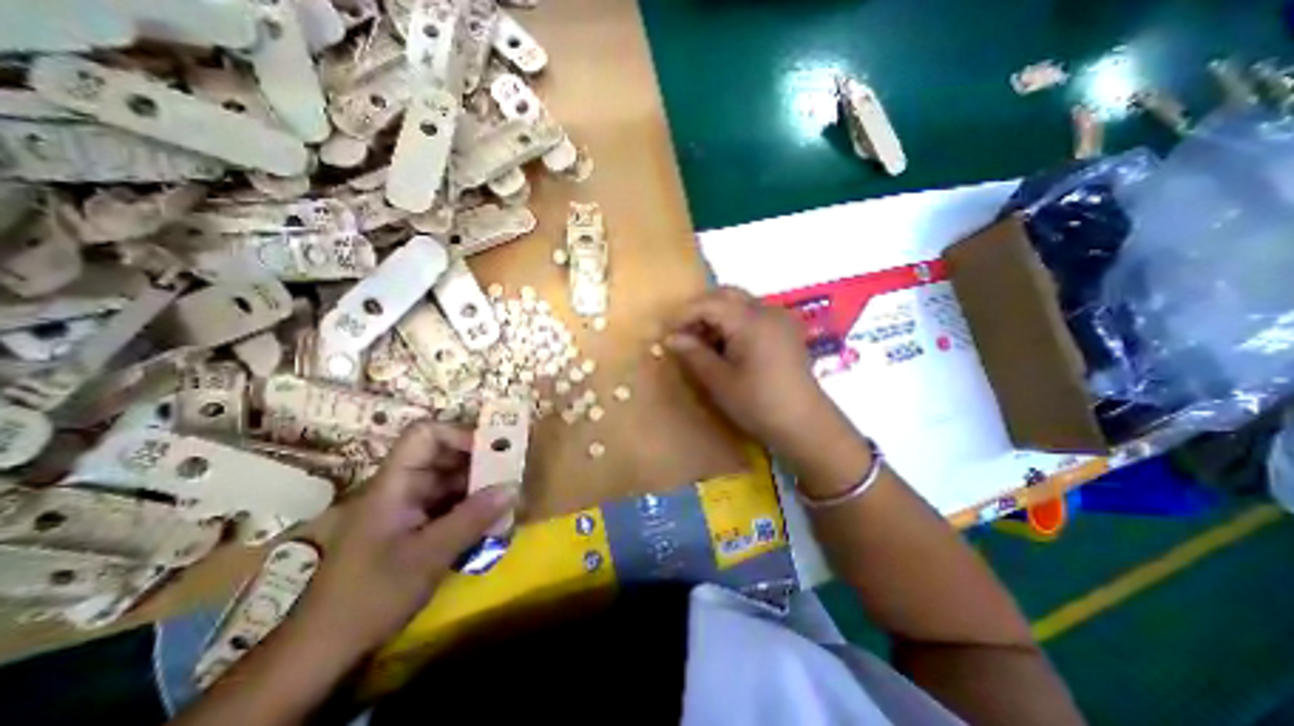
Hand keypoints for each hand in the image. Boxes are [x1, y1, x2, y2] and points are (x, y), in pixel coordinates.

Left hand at [293, 419, 516, 662]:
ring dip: (481, 486)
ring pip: (452, 479)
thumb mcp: (429, 556)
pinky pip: (451, 502)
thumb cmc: (371, 596)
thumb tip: (514, 486)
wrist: (324, 651)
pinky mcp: (417, 525)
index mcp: (395, 483)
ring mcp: (410, 506)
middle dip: (480, 461)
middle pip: (445, 455)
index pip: (425, 434)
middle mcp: (403, 486)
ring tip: (508, 498)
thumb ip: (473, 518)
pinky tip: (492, 520)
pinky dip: (473, 506)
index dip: (460, 434)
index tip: (492, 452)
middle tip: (512, 473)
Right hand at [662, 287, 833, 450]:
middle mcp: (767, 310)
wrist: (804, 424)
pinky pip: (753, 315)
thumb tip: (670, 338)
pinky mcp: (785, 330)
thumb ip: (693, 354)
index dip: (683, 315)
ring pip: (739, 304)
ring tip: (701, 343)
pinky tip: (725, 346)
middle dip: (700, 311)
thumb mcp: (719, 381)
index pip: (708, 303)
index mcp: (751, 320)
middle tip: (683, 334)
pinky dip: (733, 323)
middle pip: (726, 295)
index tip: (666, 333)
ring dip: (716, 316)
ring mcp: (779, 319)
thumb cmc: (758, 403)